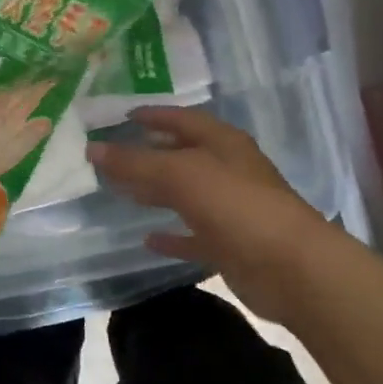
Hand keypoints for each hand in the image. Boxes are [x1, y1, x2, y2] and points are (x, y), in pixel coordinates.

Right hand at [87, 107, 337, 319]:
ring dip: (156, 192)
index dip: (154, 115)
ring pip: (185, 194)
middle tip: (113, 155)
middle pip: (182, 155)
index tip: (123, 116)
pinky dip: (171, 236)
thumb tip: (91, 148)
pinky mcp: (230, 244)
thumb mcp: (179, 175)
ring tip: (120, 191)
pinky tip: (146, 239)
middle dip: (150, 153)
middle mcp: (228, 170)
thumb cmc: (236, 205)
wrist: (291, 268)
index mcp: (222, 143)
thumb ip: (134, 162)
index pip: (182, 119)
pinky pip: (193, 235)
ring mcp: (230, 208)